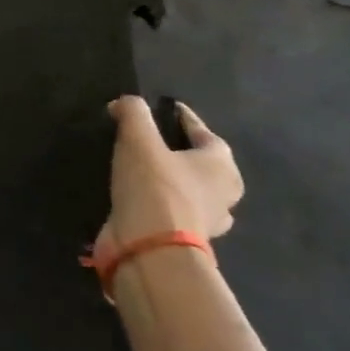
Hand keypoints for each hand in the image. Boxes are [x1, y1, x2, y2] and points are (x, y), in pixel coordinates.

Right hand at [98, 96, 242, 254]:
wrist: (151, 247)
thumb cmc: (155, 186)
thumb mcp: (138, 139)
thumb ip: (133, 113)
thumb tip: (125, 103)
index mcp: (221, 166)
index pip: (205, 133)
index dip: (184, 118)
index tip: (166, 108)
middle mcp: (223, 193)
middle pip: (206, 165)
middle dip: (186, 152)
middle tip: (157, 141)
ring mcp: (208, 221)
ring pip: (194, 192)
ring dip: (177, 182)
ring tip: (146, 170)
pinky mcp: (185, 240)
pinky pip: (175, 212)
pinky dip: (161, 203)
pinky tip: (140, 197)